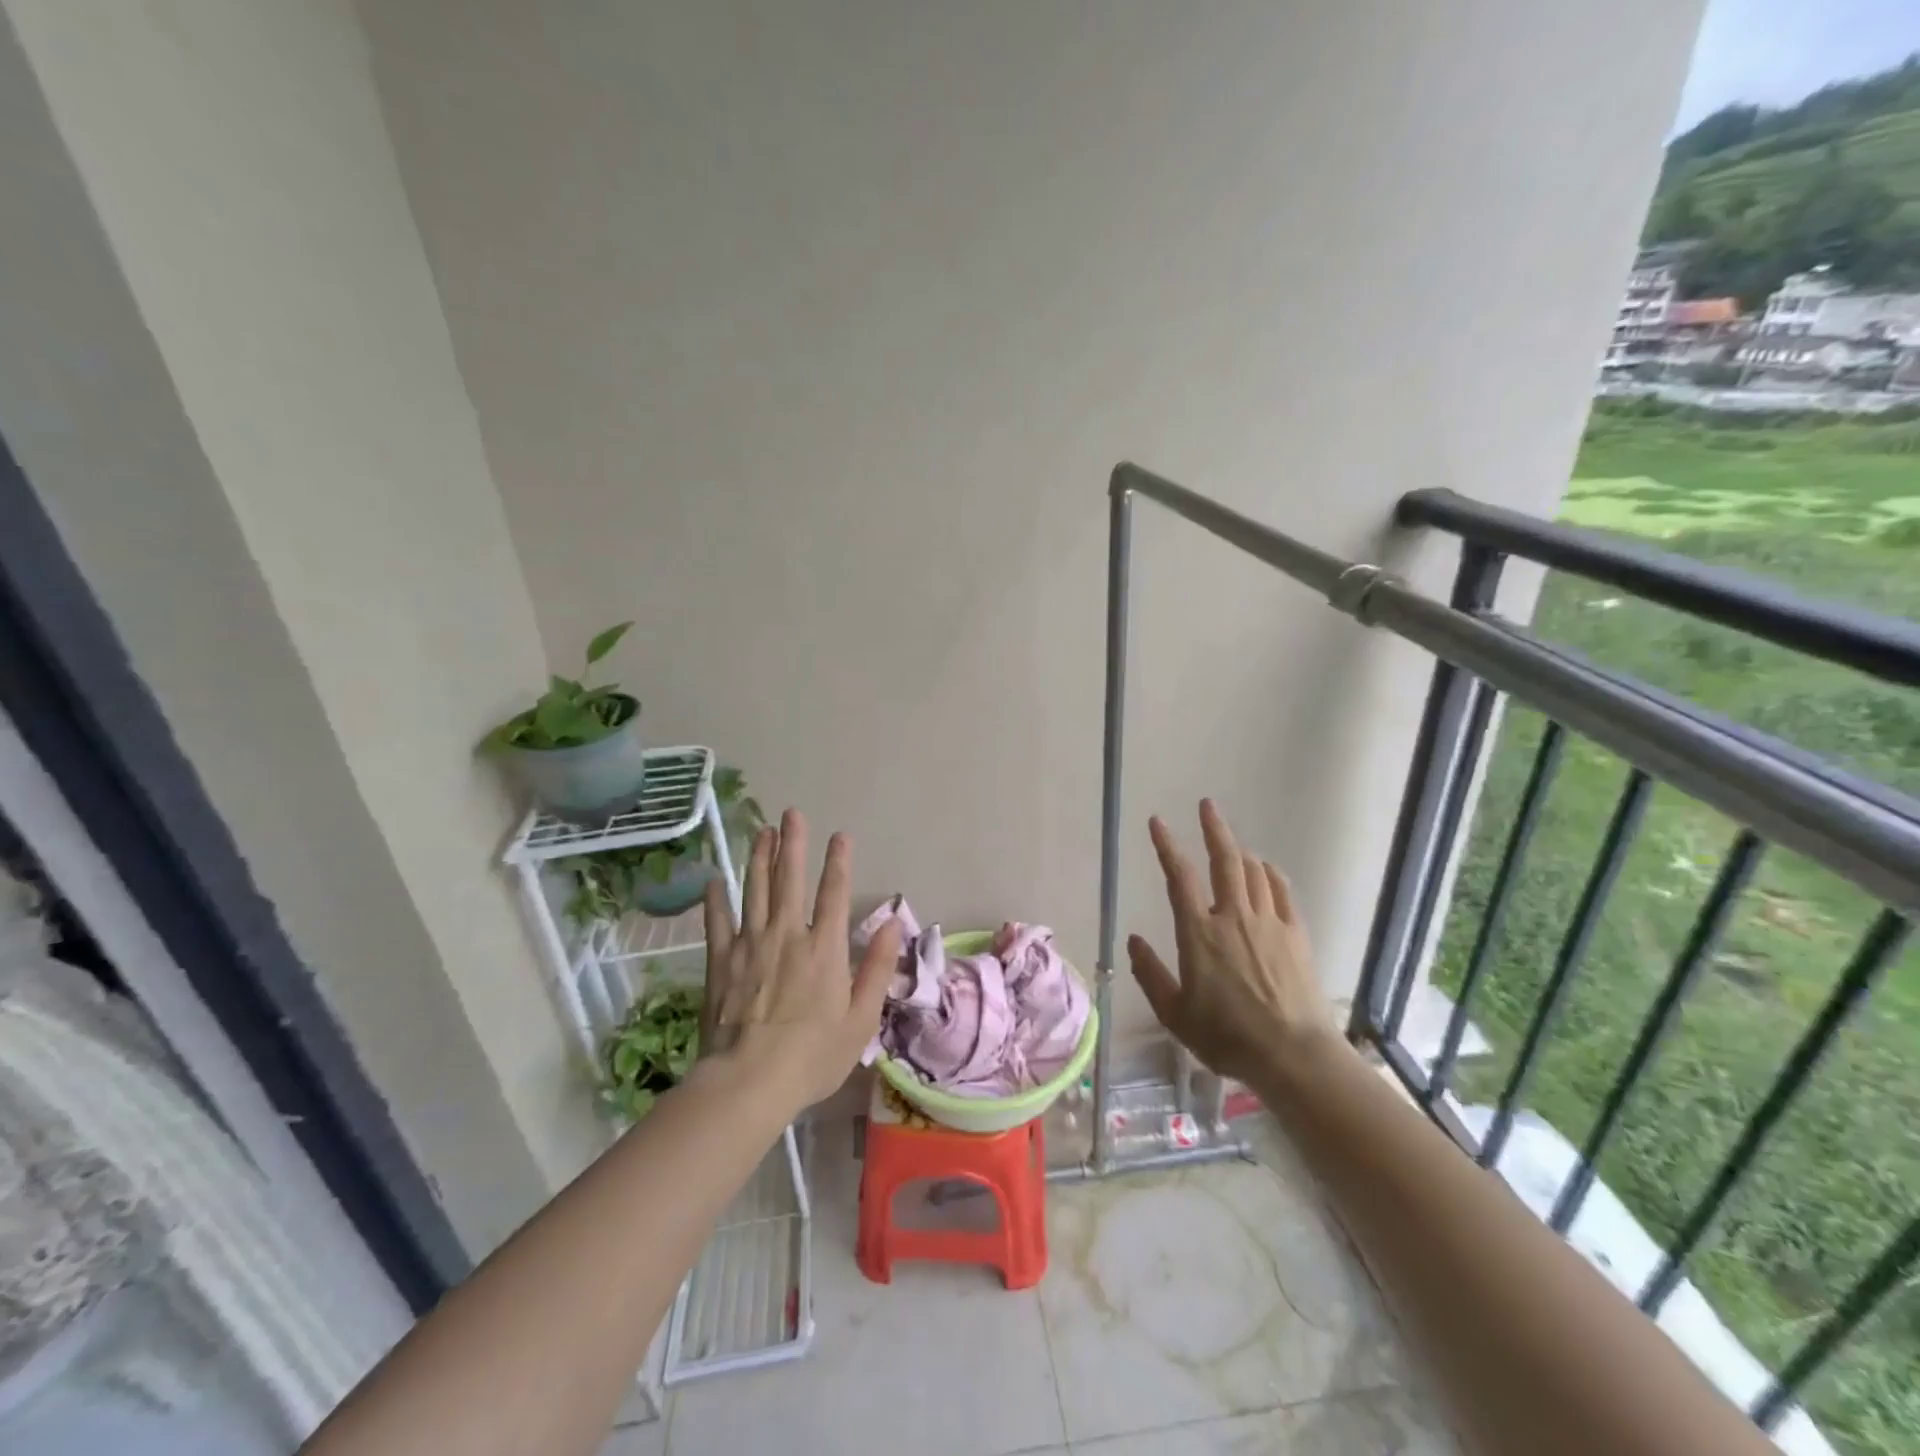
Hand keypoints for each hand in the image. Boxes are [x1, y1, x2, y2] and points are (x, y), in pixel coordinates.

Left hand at [700, 809, 902, 1111]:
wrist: (748, 1082)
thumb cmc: (813, 1055)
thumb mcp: (861, 1018)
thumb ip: (878, 967)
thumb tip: (894, 923)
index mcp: (825, 947)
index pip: (834, 892)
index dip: (838, 861)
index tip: (840, 835)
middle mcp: (788, 934)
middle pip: (790, 879)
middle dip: (793, 843)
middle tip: (791, 813)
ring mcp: (750, 945)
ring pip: (755, 890)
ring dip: (760, 858)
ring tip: (762, 831)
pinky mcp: (721, 962)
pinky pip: (717, 922)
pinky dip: (715, 900)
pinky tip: (713, 880)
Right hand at [1127, 799, 1338, 1085]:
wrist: (1293, 1055)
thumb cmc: (1227, 1037)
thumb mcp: (1175, 1014)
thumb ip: (1150, 974)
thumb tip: (1133, 941)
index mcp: (1199, 933)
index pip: (1179, 876)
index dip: (1166, 845)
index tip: (1158, 822)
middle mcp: (1232, 916)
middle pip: (1224, 860)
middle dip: (1214, 828)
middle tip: (1207, 805)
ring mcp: (1269, 922)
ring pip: (1253, 871)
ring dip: (1240, 851)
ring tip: (1231, 844)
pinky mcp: (1296, 934)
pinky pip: (1282, 891)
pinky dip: (1270, 874)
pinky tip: (1266, 870)